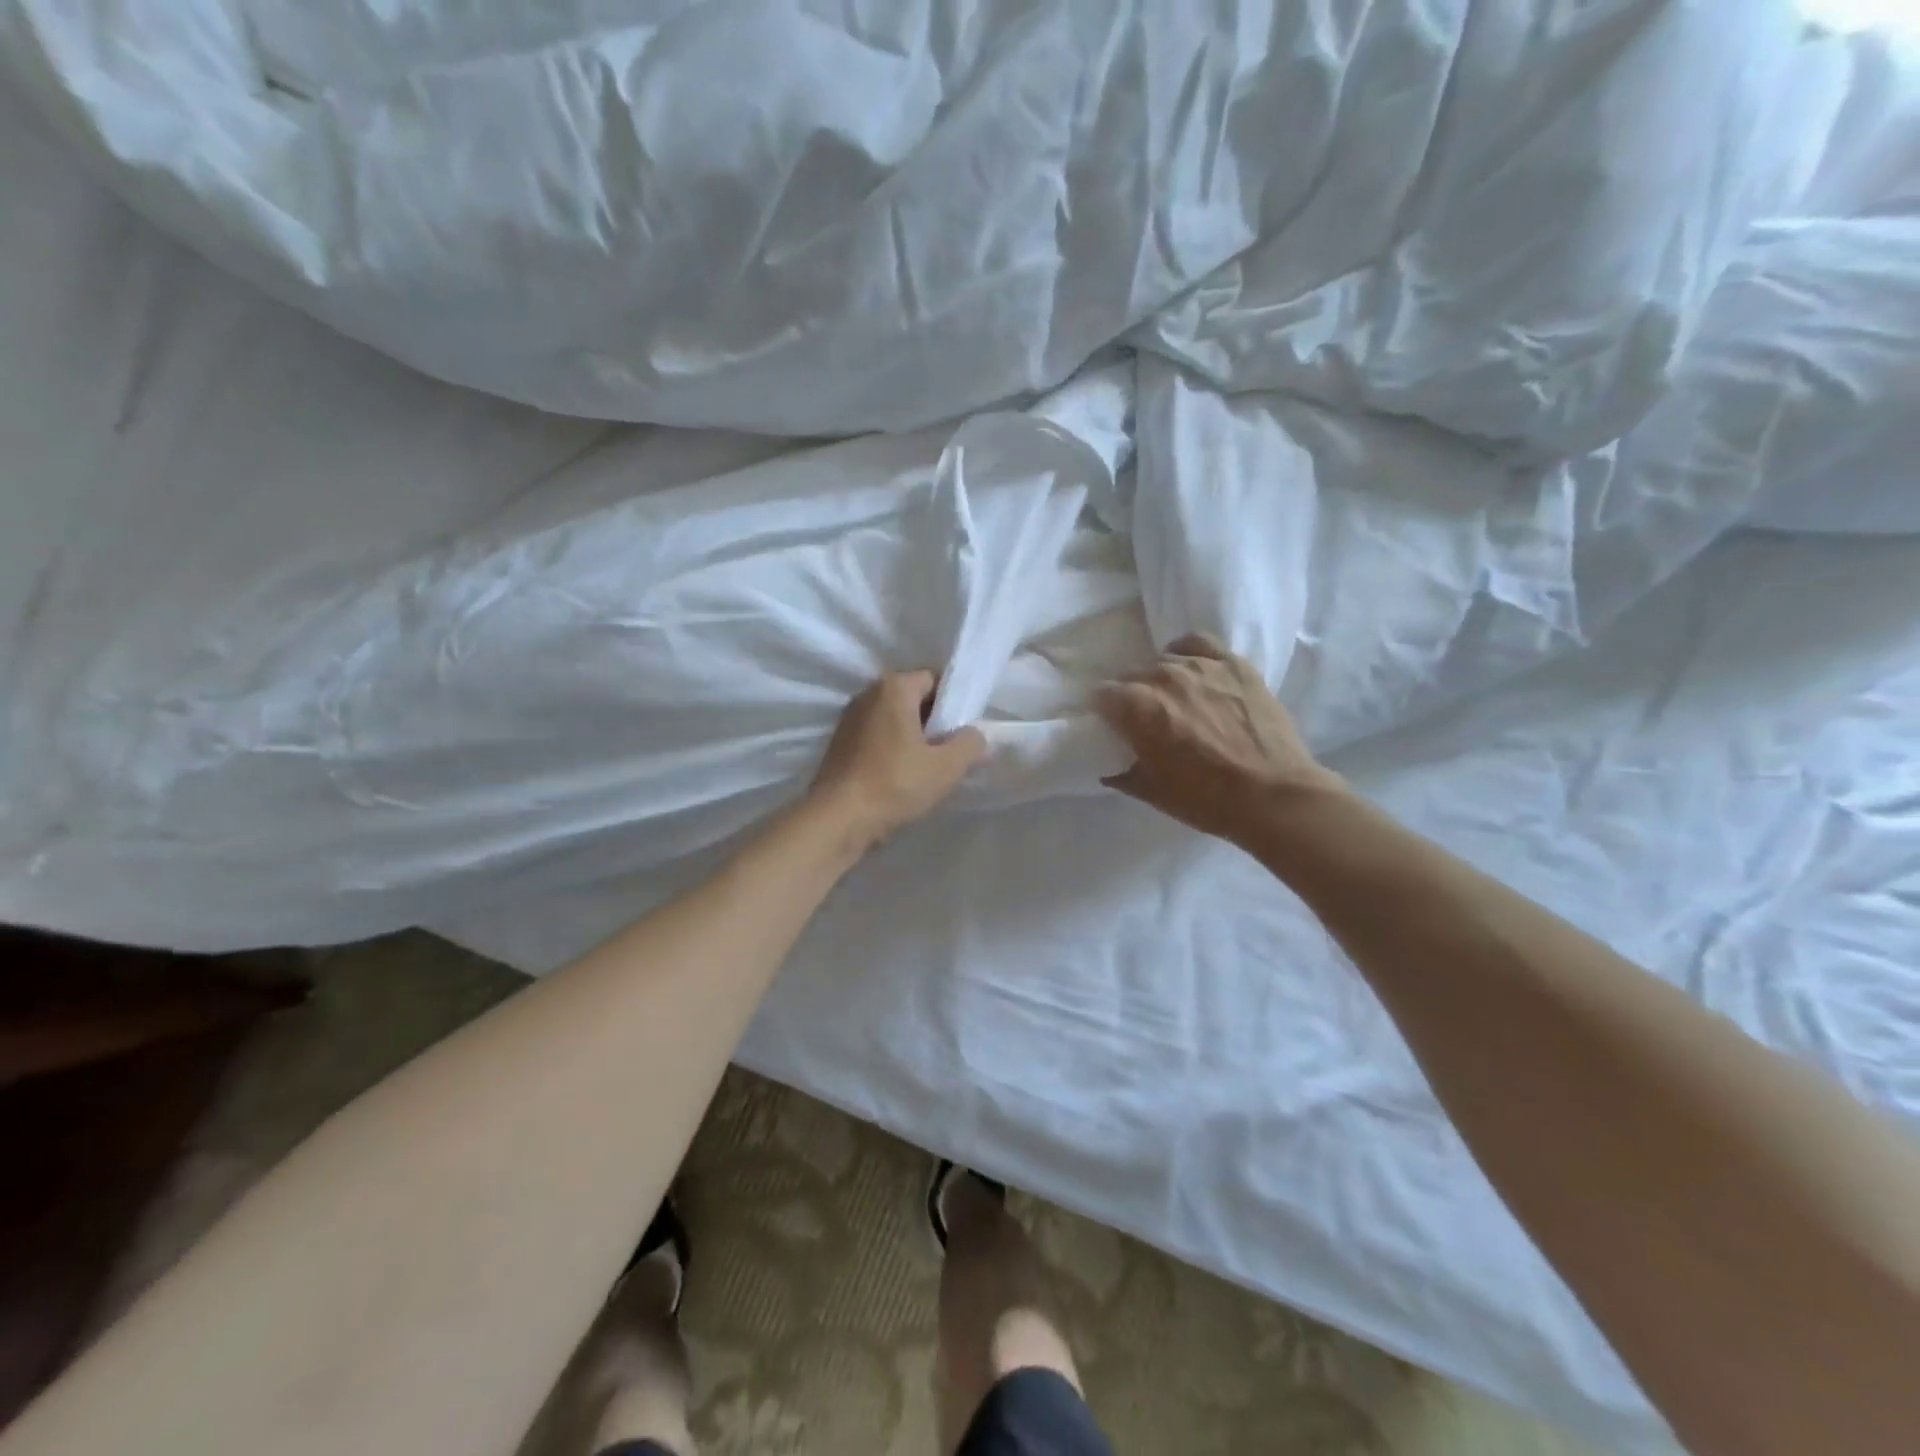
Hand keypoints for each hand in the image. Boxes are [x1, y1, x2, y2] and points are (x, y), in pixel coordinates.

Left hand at [809, 671, 985, 851]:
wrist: (838, 819)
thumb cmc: (895, 784)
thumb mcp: (946, 767)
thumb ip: (970, 744)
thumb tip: (976, 736)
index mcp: (894, 687)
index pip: (936, 680)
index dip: (956, 703)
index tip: (967, 730)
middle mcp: (868, 694)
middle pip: (914, 699)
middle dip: (936, 721)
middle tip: (953, 751)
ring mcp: (850, 719)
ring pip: (895, 720)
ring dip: (914, 738)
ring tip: (930, 767)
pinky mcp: (840, 744)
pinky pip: (878, 737)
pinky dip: (893, 750)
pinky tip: (903, 777)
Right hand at [1093, 634, 1345, 844]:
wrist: (1274, 796)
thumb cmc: (1206, 800)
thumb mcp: (1152, 792)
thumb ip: (1122, 772)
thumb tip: (1108, 766)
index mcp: (1138, 708)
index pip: (1101, 694)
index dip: (1104, 711)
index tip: (1112, 726)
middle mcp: (1163, 677)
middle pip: (1130, 675)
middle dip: (1130, 695)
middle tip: (1144, 720)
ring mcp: (1201, 666)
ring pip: (1162, 660)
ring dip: (1159, 679)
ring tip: (1173, 699)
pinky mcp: (1233, 664)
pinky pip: (1197, 643)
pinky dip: (1186, 653)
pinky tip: (1190, 669)